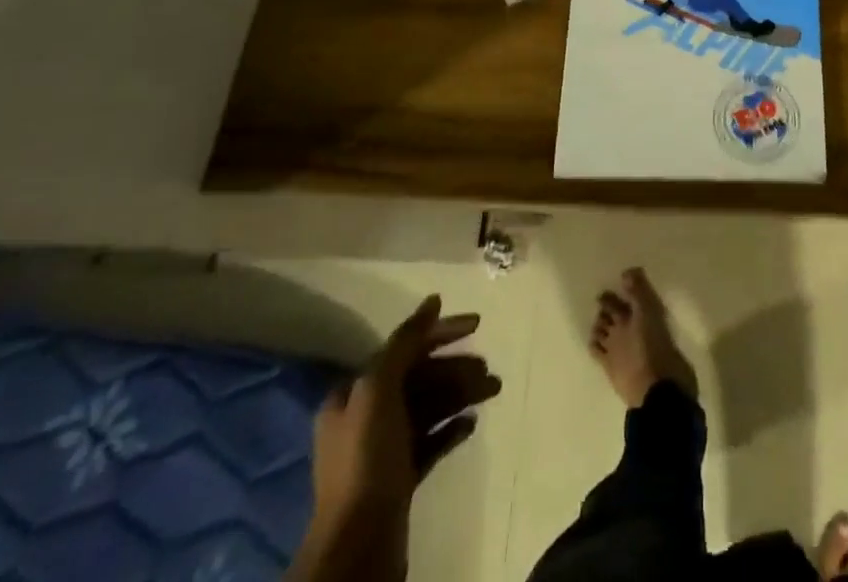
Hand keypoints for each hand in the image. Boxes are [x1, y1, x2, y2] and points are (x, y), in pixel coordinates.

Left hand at [296, 296, 499, 580]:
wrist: (359, 547)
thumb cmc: (367, 458)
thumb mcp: (379, 389)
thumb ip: (404, 342)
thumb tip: (433, 301)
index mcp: (354, 394)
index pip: (404, 348)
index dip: (440, 332)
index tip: (477, 324)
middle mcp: (365, 417)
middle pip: (419, 378)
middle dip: (456, 368)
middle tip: (488, 371)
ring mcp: (383, 451)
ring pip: (429, 408)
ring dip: (461, 394)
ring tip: (493, 390)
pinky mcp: (400, 480)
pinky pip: (431, 442)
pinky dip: (452, 428)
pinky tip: (472, 424)